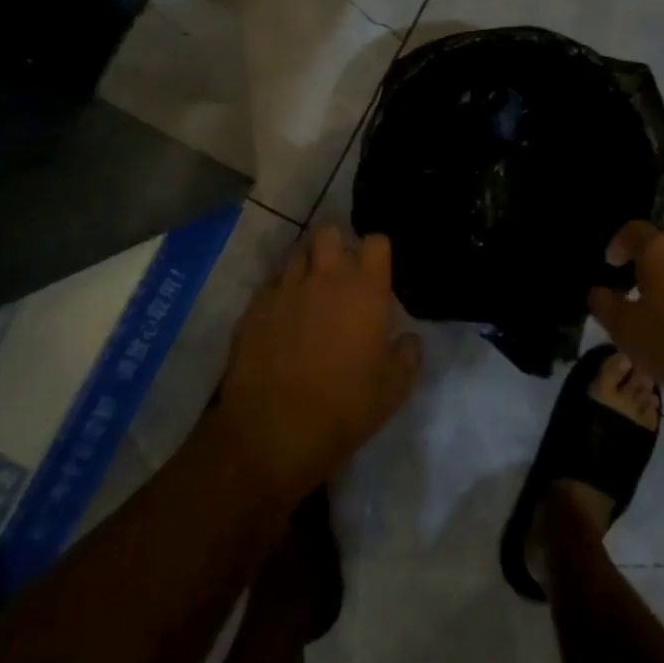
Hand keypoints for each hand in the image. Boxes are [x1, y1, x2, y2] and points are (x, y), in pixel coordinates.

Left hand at [212, 225, 421, 505]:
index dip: (377, 252)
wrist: (274, 431)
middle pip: (329, 231)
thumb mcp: (394, 389)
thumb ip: (408, 355)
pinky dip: (279, 295)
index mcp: (364, 288)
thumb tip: (409, 340)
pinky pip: (270, 286)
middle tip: (340, 272)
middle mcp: (324, 276)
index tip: (376, 272)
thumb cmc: (345, 407)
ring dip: (306, 266)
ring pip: (296, 254)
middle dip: (336, 244)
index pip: (376, 241)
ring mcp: (285, 289)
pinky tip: (282, 320)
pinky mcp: (254, 308)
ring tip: (309, 292)